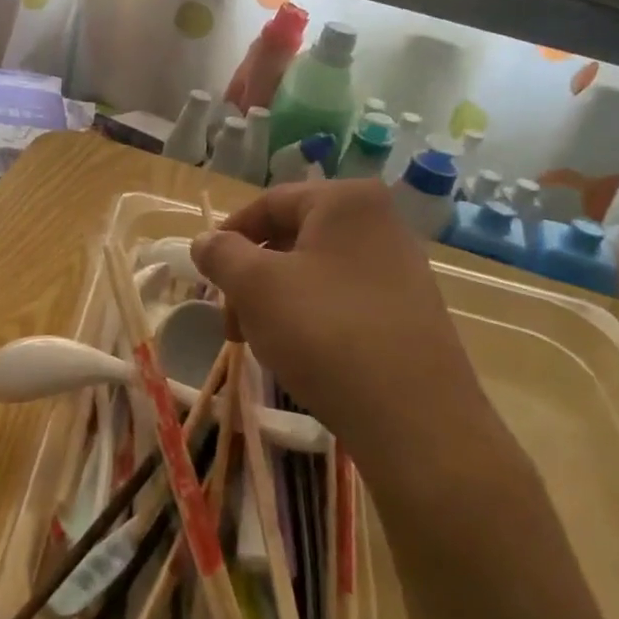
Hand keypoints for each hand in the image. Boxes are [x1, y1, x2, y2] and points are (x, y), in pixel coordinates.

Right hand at [191, 180, 491, 471]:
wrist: (413, 417)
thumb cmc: (325, 332)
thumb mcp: (256, 287)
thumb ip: (221, 254)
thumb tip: (204, 240)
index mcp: (346, 201)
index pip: (270, 203)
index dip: (229, 235)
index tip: (205, 274)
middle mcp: (380, 222)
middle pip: (292, 239)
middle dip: (252, 278)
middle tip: (233, 324)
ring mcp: (400, 267)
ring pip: (315, 273)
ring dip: (276, 302)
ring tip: (262, 344)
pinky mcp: (408, 310)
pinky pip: (343, 299)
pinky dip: (311, 318)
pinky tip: (302, 355)